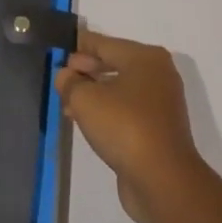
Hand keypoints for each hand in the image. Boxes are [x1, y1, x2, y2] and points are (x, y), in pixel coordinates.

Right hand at [55, 29, 207, 222]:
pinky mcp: (157, 127)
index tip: (58, 49)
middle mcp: (157, 74)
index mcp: (145, 57)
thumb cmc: (124, 127)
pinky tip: (84, 120)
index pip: (104, 43)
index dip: (79, 46)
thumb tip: (66, 75)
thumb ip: (71, 82)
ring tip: (66, 101)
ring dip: (93, 93)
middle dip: (86, 70)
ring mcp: (160, 102)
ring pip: (119, 89)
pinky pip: (126, 109)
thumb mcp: (86, 100)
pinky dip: (106, 110)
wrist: (162, 179)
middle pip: (114, 64)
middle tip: (60, 76)